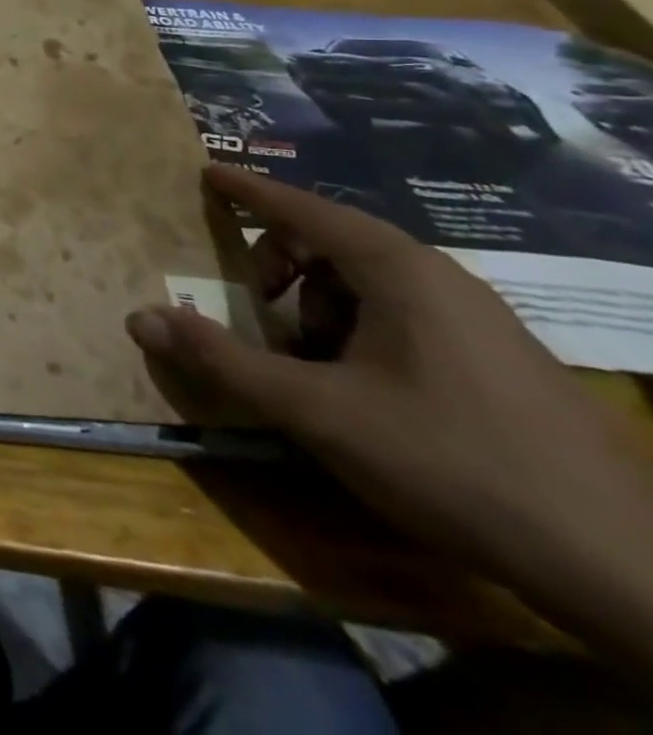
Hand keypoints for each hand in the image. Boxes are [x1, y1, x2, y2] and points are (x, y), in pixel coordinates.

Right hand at [126, 164, 652, 665]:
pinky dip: (357, 331)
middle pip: (332, 243)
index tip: (206, 172)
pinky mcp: (499, 360)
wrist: (627, 568)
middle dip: (278, 267)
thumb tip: (137, 317)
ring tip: (305, 364)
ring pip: (368, 284)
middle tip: (250, 307)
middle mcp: (440, 279)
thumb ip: (222, 360)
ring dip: (317, 307)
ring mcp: (479, 320)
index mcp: (397, 271)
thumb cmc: (451, 462)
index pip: (304, 207)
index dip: (249, 190)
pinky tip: (358, 389)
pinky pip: (404, 316)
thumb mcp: (316, 411)